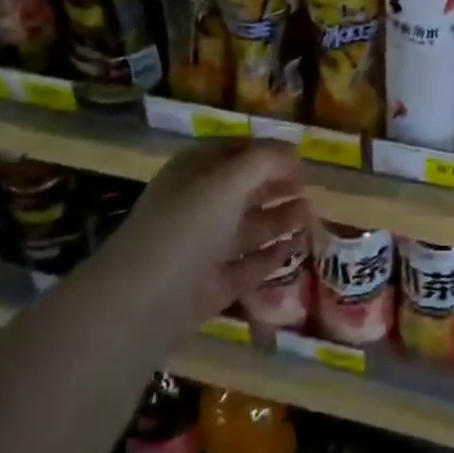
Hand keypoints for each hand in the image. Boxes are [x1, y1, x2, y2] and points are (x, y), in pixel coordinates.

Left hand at [104, 138, 310, 326]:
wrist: (143, 302)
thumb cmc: (188, 225)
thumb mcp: (229, 180)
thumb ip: (266, 161)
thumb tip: (294, 152)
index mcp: (194, 171)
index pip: (235, 150)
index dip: (268, 151)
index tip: (302, 158)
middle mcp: (197, 205)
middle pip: (243, 189)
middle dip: (276, 186)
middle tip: (310, 188)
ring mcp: (202, 248)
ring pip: (246, 228)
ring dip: (279, 219)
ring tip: (310, 215)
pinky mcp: (209, 287)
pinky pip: (245, 266)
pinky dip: (269, 257)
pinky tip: (293, 250)